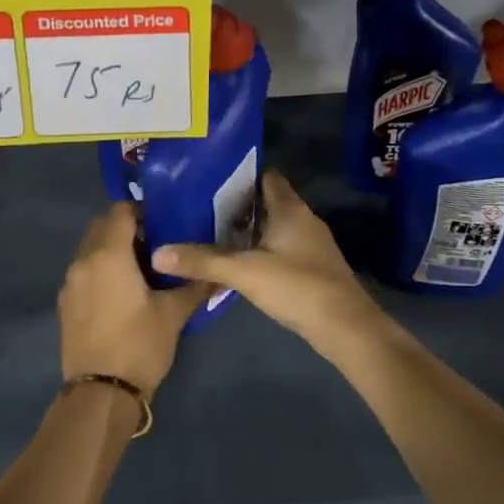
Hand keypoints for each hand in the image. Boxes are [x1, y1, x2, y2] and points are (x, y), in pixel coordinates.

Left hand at [58, 203, 209, 393]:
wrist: (100, 393)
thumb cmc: (140, 345)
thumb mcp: (174, 314)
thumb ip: (195, 286)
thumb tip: (219, 273)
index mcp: (108, 255)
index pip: (120, 212)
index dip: (142, 211)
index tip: (163, 224)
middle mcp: (83, 261)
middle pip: (101, 226)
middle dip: (126, 228)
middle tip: (155, 245)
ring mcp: (70, 283)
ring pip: (90, 249)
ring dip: (111, 248)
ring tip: (140, 269)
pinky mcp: (65, 303)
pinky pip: (83, 271)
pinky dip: (99, 269)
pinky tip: (121, 292)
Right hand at [152, 173, 380, 342]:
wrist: (345, 327)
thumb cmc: (297, 287)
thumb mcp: (244, 272)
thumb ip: (202, 261)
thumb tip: (158, 253)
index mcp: (290, 209)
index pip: (266, 176)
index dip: (240, 175)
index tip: (208, 180)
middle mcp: (304, 219)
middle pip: (267, 202)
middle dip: (237, 204)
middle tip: (200, 208)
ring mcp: (311, 245)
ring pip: (274, 227)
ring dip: (249, 230)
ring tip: (211, 233)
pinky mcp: (312, 268)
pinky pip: (281, 248)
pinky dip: (260, 250)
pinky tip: (239, 263)